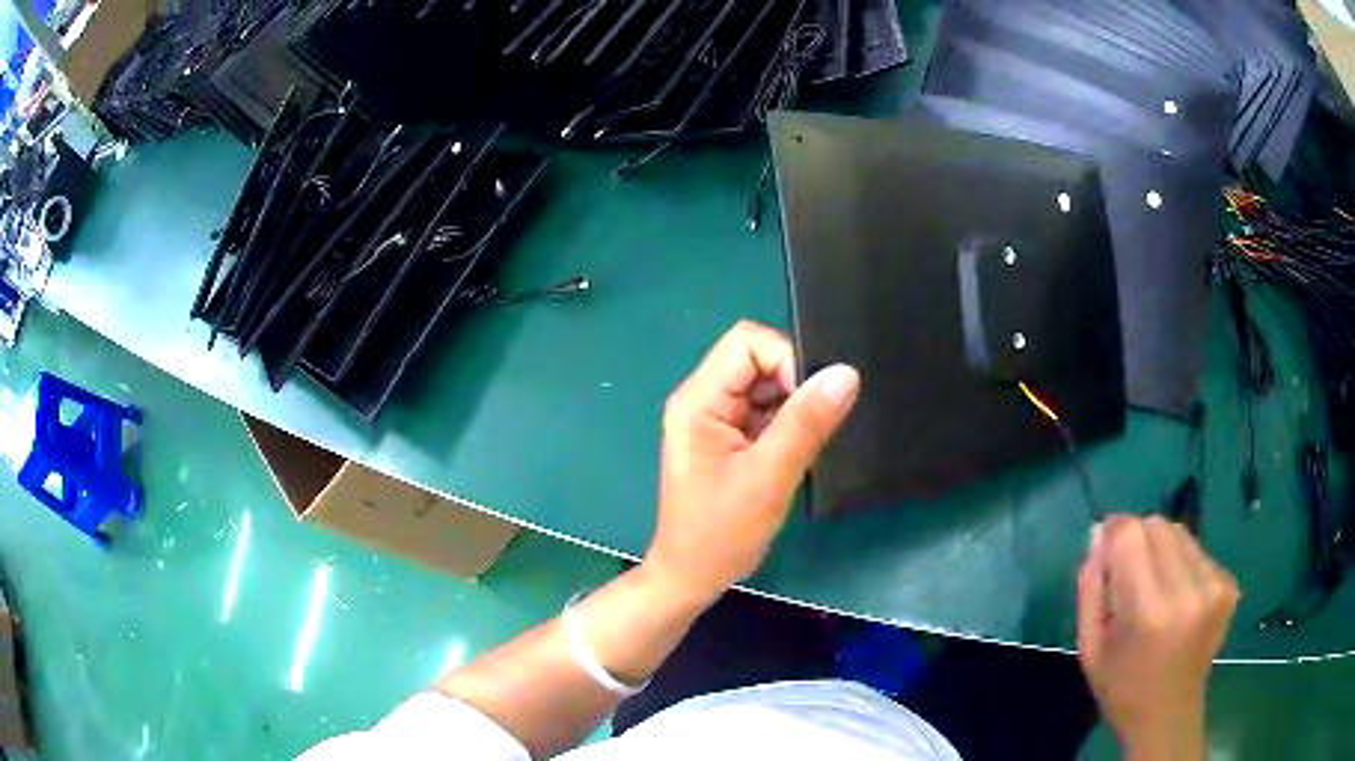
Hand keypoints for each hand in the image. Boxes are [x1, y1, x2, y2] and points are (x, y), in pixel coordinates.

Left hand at [643, 321, 859, 602]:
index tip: (813, 399)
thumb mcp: (767, 478)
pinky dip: (790, 423)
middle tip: (818, 423)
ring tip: (810, 441)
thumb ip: (805, 424)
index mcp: (698, 401)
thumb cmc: (720, 534)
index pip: (747, 343)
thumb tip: (846, 373)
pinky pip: (768, 411)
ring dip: (794, 406)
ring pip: (767, 386)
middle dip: (794, 383)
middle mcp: (704, 400)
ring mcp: (717, 420)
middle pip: (757, 360)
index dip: (786, 359)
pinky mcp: (732, 439)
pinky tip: (800, 450)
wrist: (692, 578)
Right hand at [1077, 515, 1239, 760]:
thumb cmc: (1121, 688)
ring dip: (1163, 551)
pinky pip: (1199, 551)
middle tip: (1131, 577)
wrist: (1168, 716)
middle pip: (1158, 525)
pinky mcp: (1229, 585)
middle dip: (1139, 541)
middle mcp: (1187, 590)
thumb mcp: (1090, 646)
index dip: (1114, 533)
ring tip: (1157, 591)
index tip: (1106, 549)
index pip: (1130, 533)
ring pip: (1180, 533)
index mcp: (1147, 612)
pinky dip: (1184, 565)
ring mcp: (1214, 586)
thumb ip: (1091, 586)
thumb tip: (1099, 532)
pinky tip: (1179, 600)